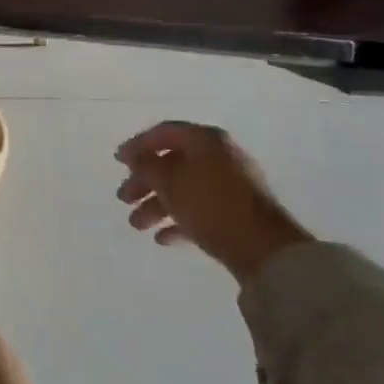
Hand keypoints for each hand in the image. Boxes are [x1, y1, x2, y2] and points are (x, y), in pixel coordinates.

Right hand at [114, 122, 312, 284]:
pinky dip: (179, 220)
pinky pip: (201, 210)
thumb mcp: (169, 182)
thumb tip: (135, 156)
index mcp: (205, 140)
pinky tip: (162, 238)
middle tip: (123, 197)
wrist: (265, 250)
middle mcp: (219, 157)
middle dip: (144, 182)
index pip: (164, 133)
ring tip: (136, 225)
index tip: (118, 161)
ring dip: (157, 205)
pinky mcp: (237, 214)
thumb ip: (146, 165)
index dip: (137, 145)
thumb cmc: (211, 205)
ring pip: (185, 189)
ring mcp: (231, 186)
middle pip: (172, 163)